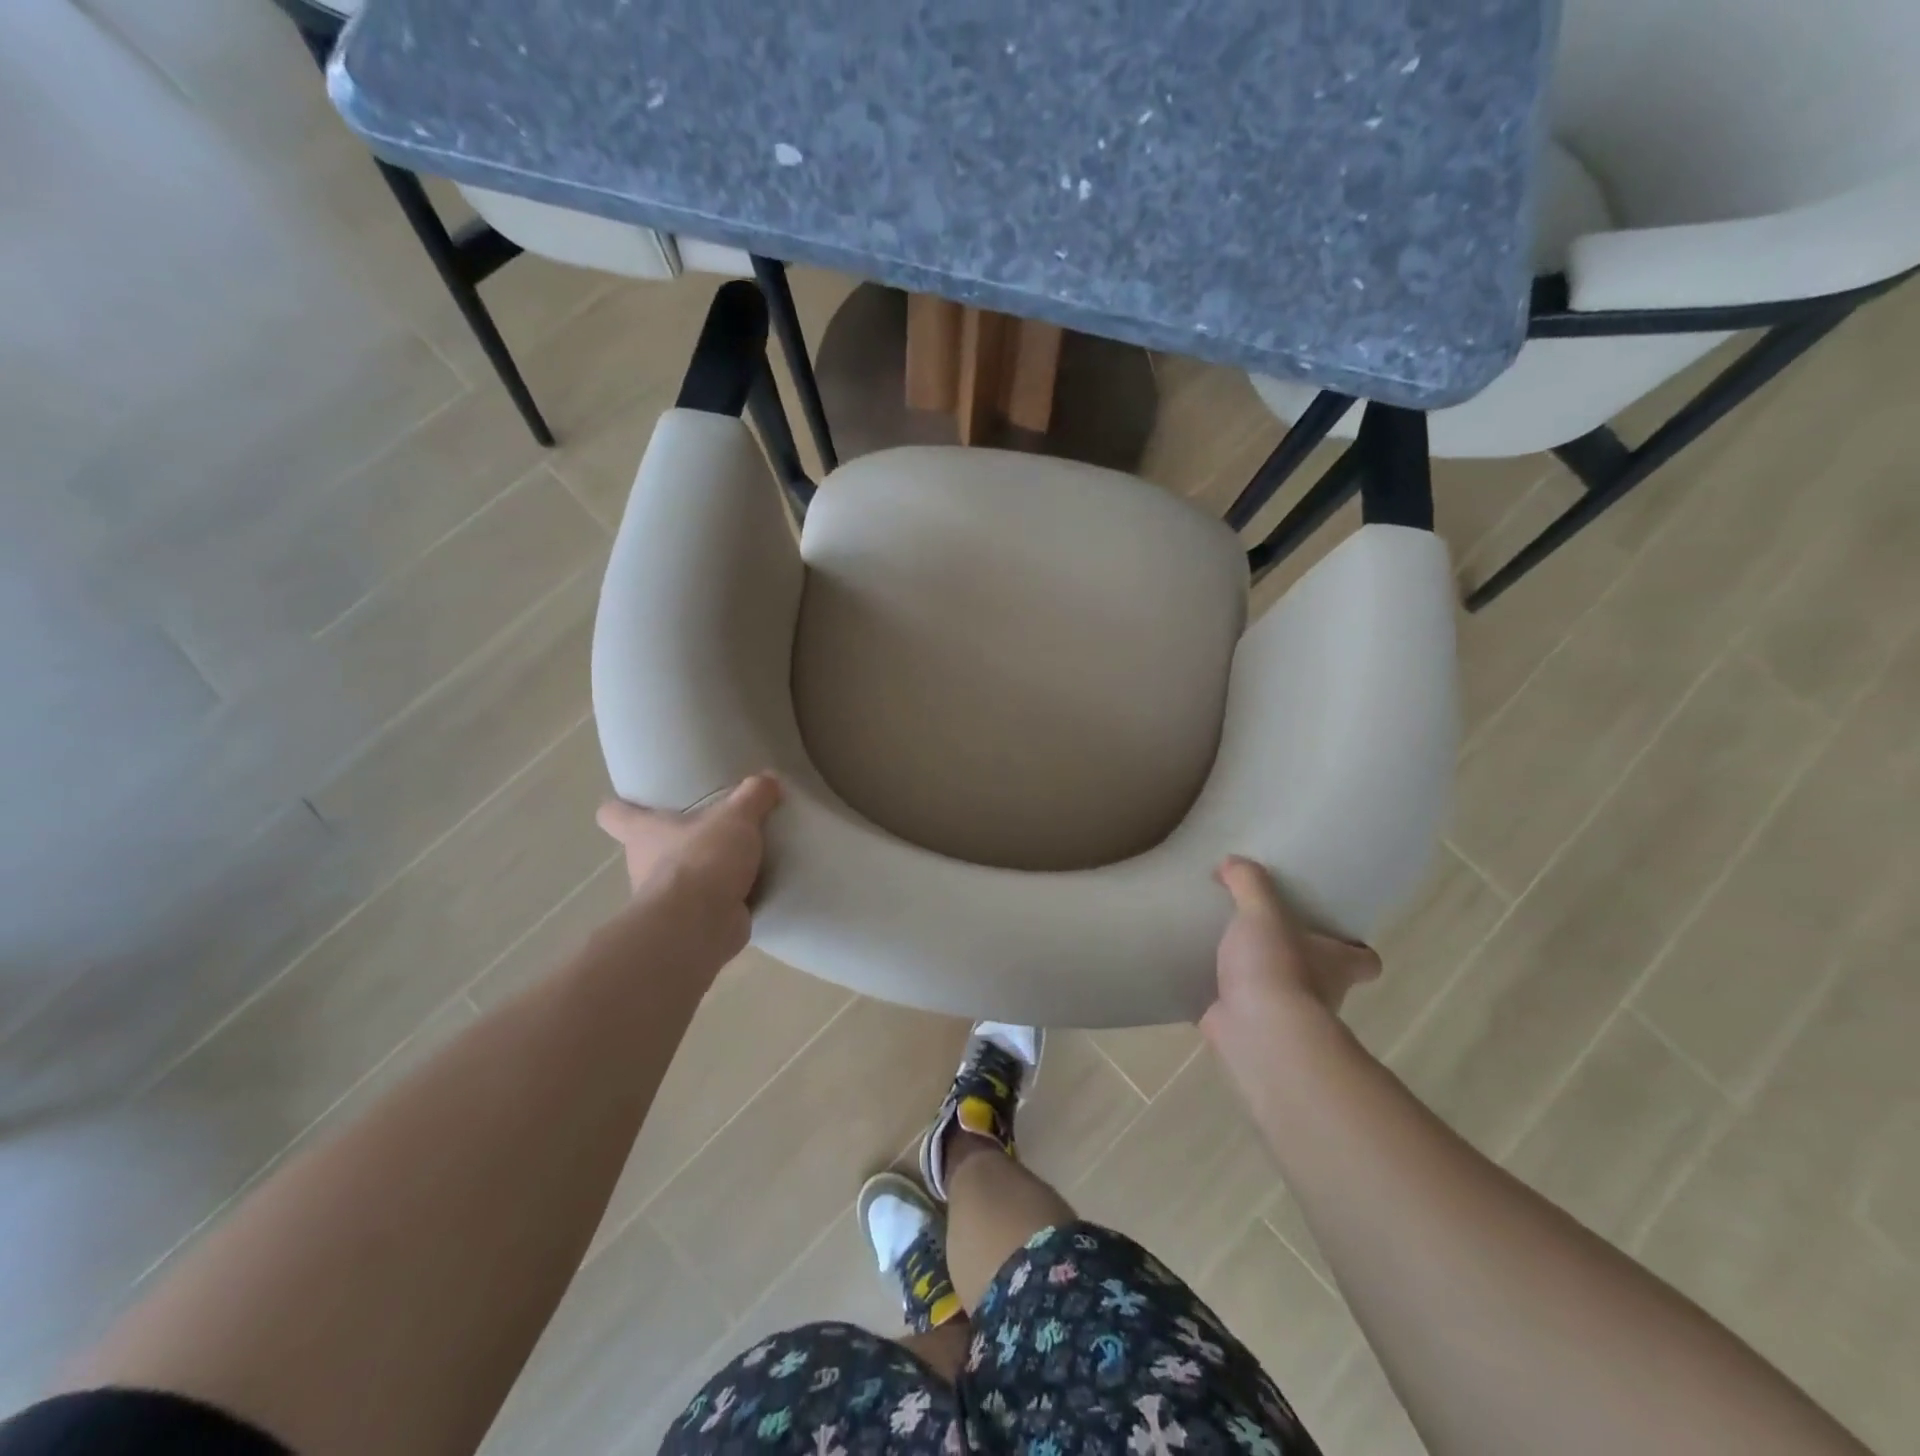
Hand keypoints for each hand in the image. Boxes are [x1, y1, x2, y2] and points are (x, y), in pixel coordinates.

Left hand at [596, 774, 782, 907]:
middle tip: (710, 829)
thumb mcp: (736, 816)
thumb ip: (753, 795)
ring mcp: (664, 899)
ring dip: (702, 872)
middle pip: (649, 848)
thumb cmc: (703, 859)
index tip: (637, 802)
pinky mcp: (688, 923)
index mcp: (643, 833)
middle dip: (676, 841)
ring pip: (678, 879)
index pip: (614, 814)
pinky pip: (705, 906)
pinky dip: (723, 900)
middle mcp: (643, 865)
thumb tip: (769, 778)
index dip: (622, 807)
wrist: (701, 925)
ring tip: (739, 859)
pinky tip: (751, 889)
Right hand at [1200, 857, 1380, 1052]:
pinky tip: (1197, 975)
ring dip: (1256, 976)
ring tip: (1222, 946)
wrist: (1257, 1032)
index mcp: (1336, 964)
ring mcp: (1284, 1016)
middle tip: (1262, 930)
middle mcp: (1320, 993)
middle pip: (1319, 973)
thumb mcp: (1263, 912)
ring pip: (1277, 992)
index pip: (1364, 959)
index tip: (1333, 931)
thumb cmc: (1276, 968)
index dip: (1354, 946)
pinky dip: (1221, 996)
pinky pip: (1235, 1008)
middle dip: (1296, 956)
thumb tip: (1231, 863)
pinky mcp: (1249, 1029)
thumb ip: (1250, 883)